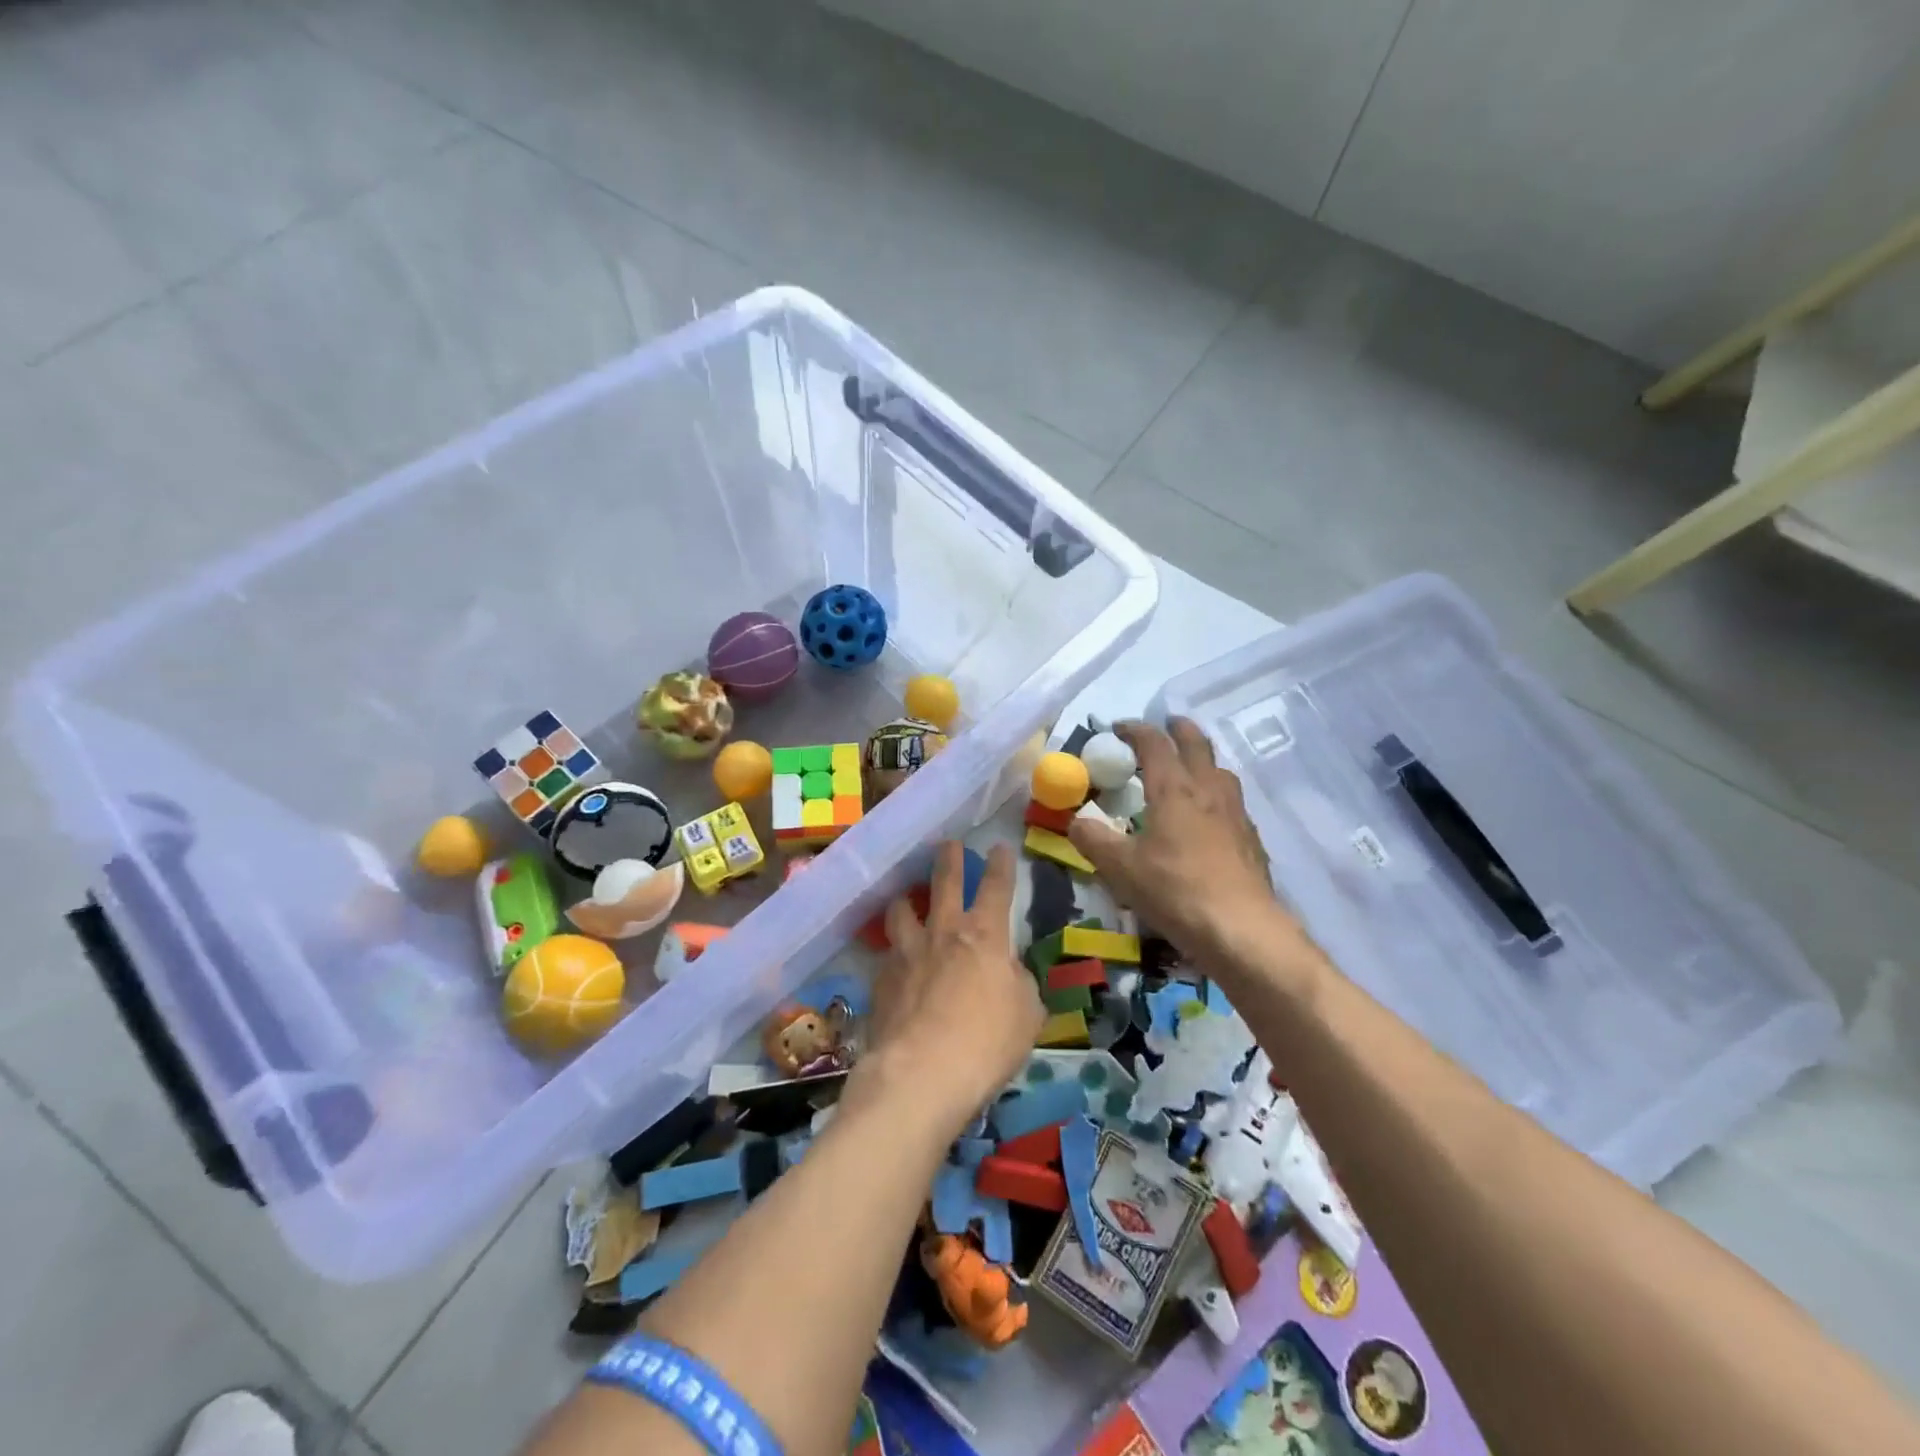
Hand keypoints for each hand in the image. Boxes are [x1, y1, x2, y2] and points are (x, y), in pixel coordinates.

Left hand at [851, 841, 1042, 1132]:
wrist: (921, 1074)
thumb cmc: (986, 1043)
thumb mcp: (1027, 1015)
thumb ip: (1020, 984)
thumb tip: (1010, 972)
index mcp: (984, 936)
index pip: (996, 888)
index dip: (1001, 866)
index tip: (1000, 847)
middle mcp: (942, 933)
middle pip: (944, 883)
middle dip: (949, 860)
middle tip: (949, 844)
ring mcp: (906, 953)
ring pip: (901, 910)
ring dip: (906, 900)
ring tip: (906, 897)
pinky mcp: (880, 980)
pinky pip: (887, 955)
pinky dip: (893, 953)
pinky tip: (894, 964)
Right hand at [1068, 718, 1294, 970]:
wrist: (1241, 929)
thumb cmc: (1174, 890)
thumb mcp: (1120, 868)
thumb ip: (1093, 840)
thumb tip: (1075, 821)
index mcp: (1173, 789)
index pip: (1154, 744)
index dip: (1135, 730)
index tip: (1118, 728)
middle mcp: (1208, 791)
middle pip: (1197, 745)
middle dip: (1179, 730)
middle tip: (1165, 726)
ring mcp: (1236, 814)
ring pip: (1221, 771)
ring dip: (1203, 761)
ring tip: (1190, 769)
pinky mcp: (1251, 840)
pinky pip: (1233, 804)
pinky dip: (1217, 796)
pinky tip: (1210, 819)